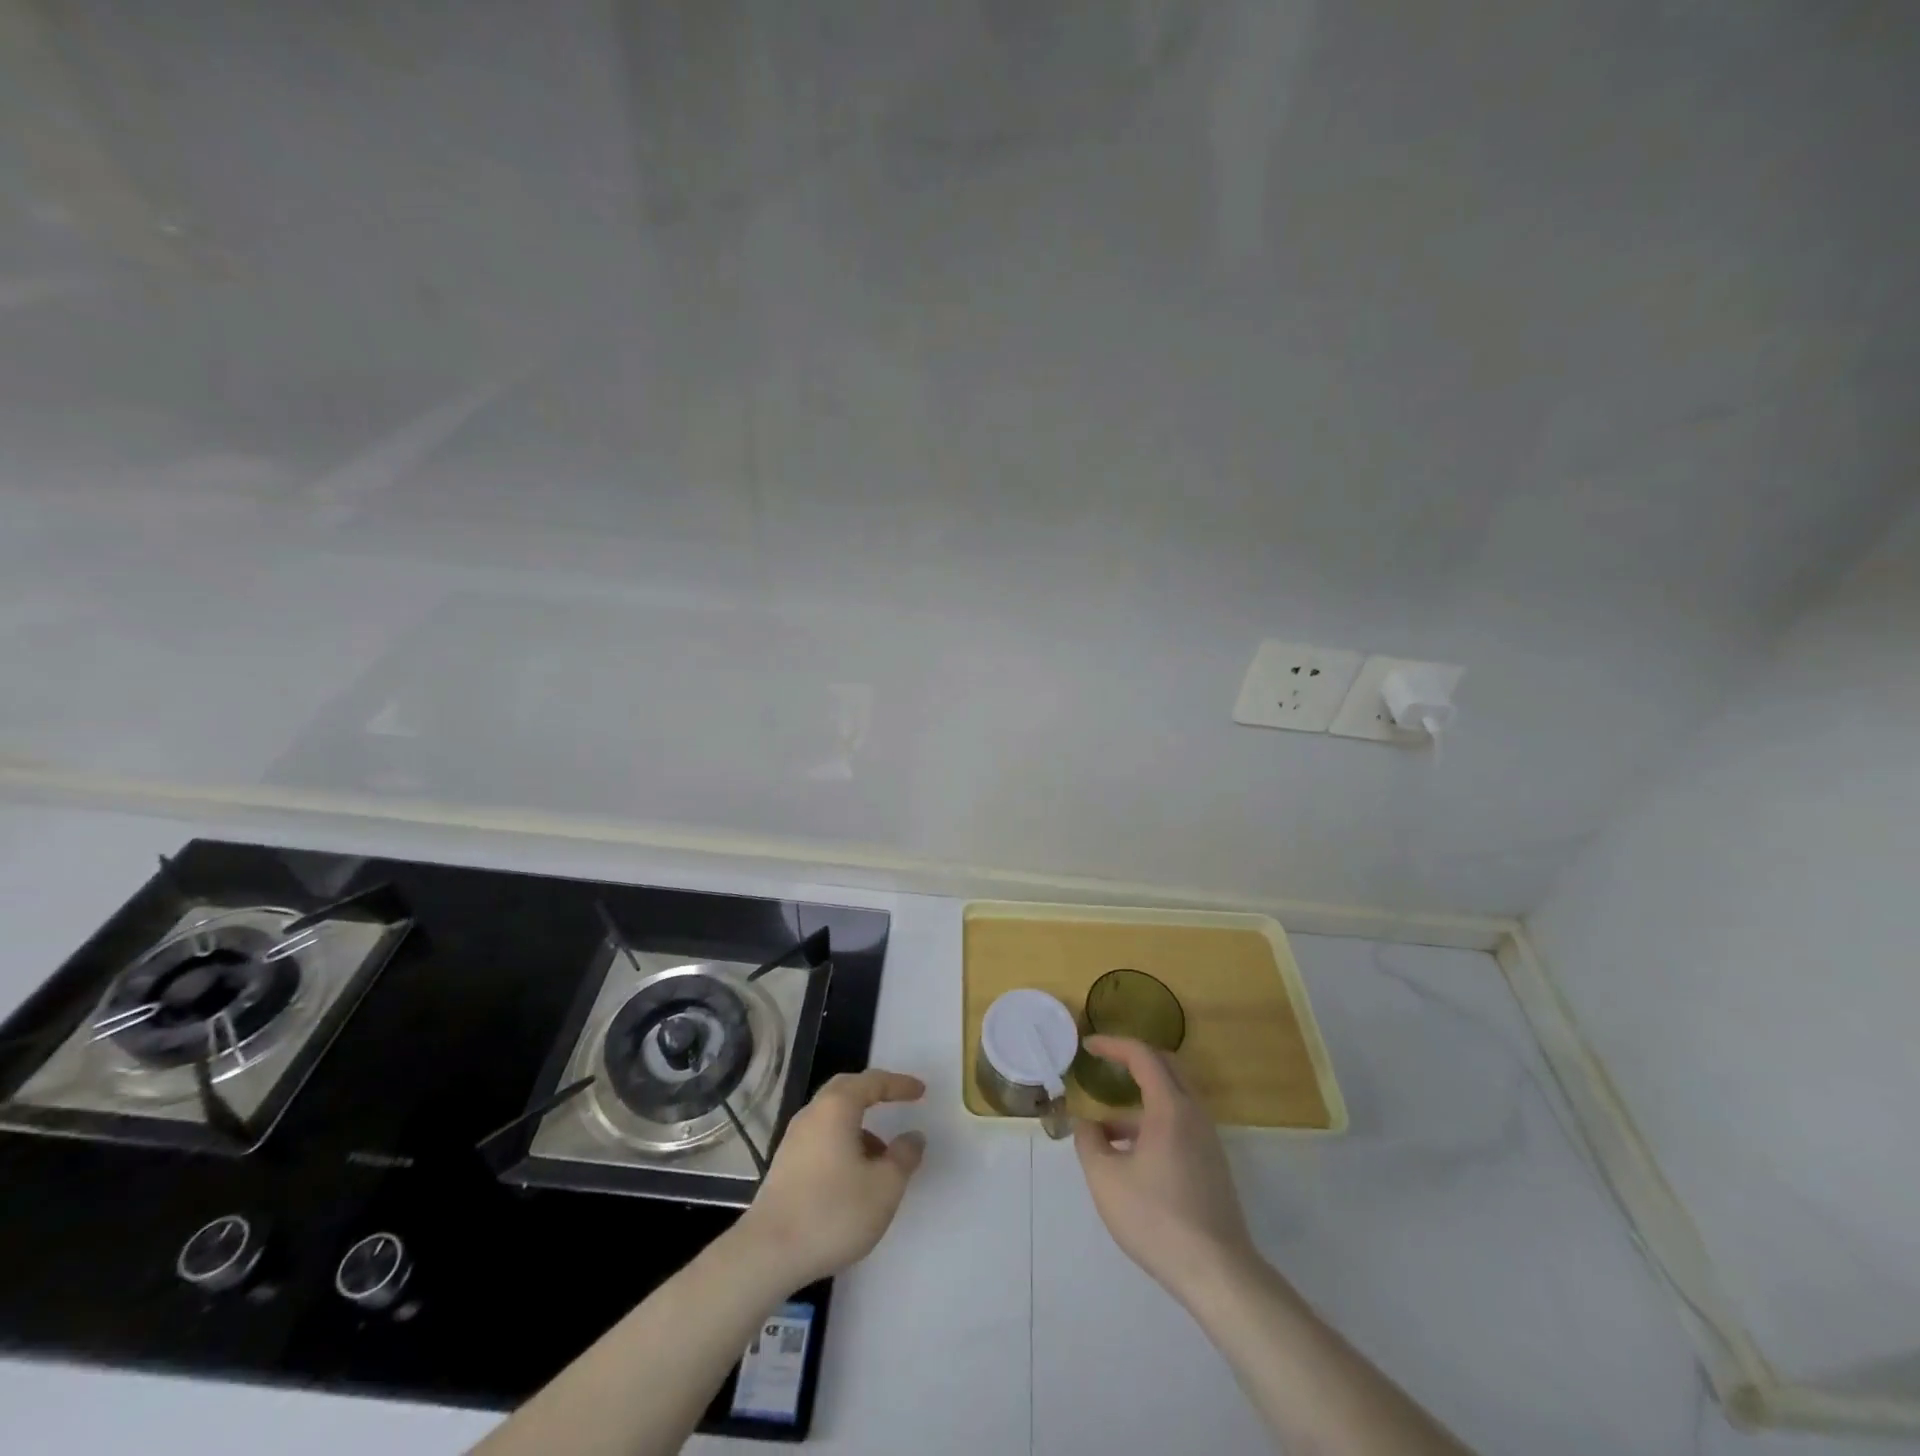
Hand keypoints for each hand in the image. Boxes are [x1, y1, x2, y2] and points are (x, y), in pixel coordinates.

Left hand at [735, 1069, 926, 1287]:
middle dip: (874, 1093)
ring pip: (832, 1116)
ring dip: (859, 1125)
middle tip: (897, 1102)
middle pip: (846, 1089)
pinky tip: (854, 1175)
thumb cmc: (833, 1212)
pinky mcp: (785, 1165)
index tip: (921, 1091)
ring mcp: (794, 1139)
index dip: (899, 1084)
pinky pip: (821, 1137)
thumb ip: (904, 1157)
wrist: (768, 1254)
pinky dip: (843, 1142)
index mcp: (837, 1107)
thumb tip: (913, 1137)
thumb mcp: (884, 1187)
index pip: (873, 1082)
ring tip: (882, 1156)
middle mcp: (812, 1113)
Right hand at [1073, 1036, 1256, 1302]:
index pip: (1143, 1055)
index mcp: (1170, 1108)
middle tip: (1104, 1064)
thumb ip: (1089, 1143)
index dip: (1113, 1045)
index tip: (1088, 1046)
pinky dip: (1152, 1123)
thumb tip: (1086, 1124)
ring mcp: (1207, 1140)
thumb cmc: (1156, 1219)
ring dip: (1139, 1101)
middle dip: (1132, 1060)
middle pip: (1165, 1067)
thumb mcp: (1106, 1180)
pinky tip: (1129, 1156)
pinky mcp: (1211, 1164)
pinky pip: (1179, 1124)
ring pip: (1172, 1099)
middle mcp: (1194, 1114)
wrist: (1218, 1273)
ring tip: (1104, 1129)